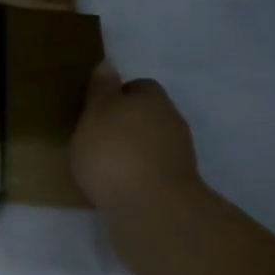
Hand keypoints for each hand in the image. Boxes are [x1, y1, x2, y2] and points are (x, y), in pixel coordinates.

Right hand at [71, 62, 209, 268]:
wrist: (152, 210)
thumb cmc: (114, 152)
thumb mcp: (95, 113)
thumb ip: (101, 89)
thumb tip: (109, 64)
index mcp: (152, 98)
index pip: (138, 86)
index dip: (116, 95)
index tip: (95, 111)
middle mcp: (171, 121)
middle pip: (146, 114)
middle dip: (124, 124)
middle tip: (95, 137)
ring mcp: (179, 155)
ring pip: (150, 143)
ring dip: (131, 150)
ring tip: (102, 165)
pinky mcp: (177, 185)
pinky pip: (152, 170)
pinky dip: (137, 174)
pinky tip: (117, 186)